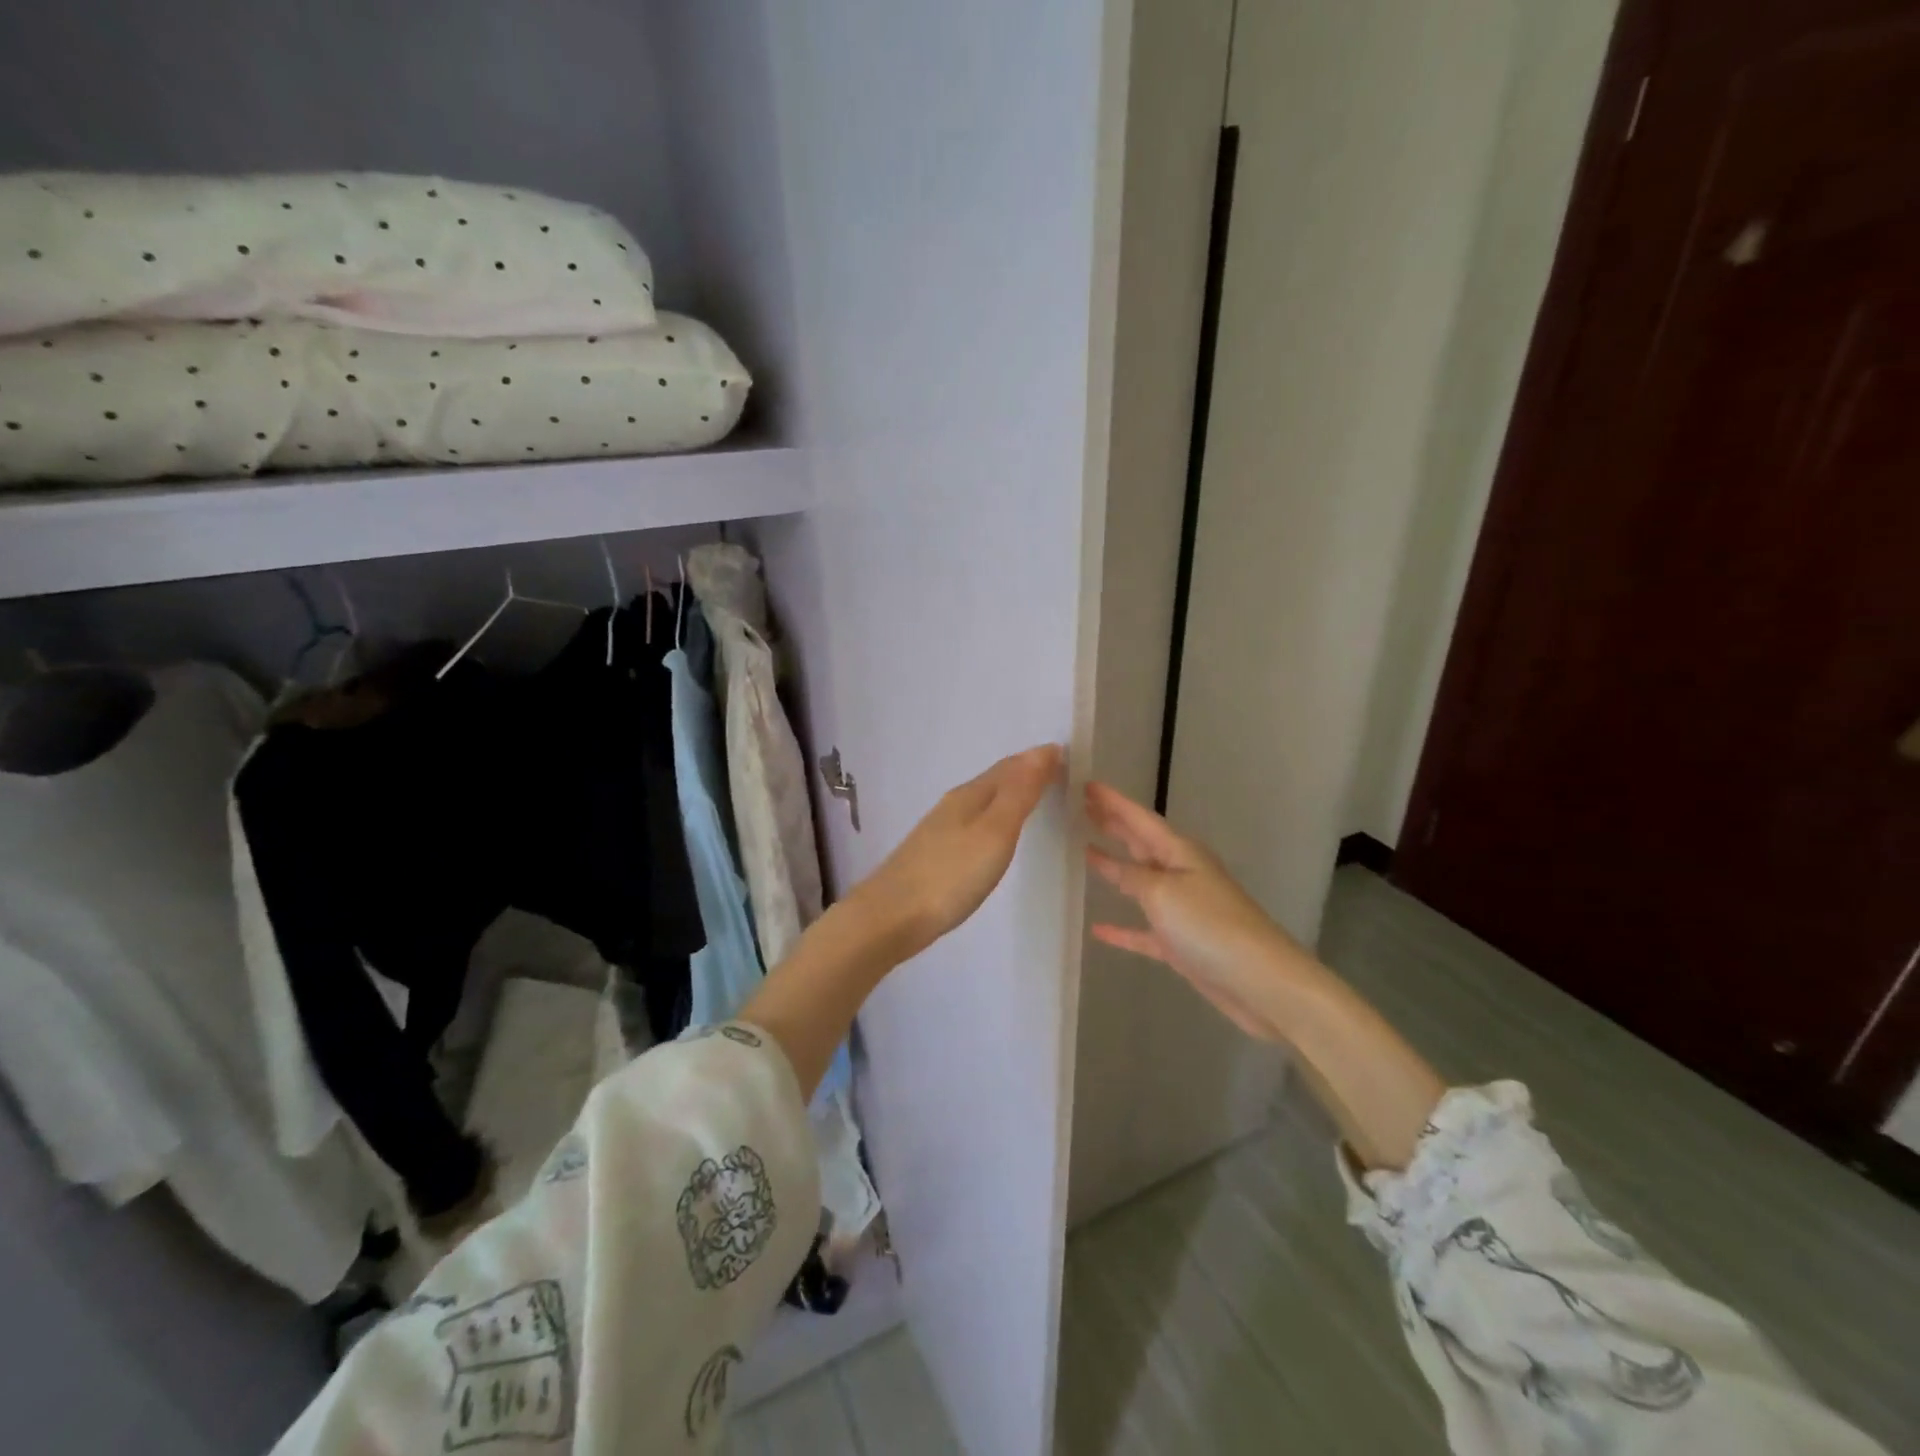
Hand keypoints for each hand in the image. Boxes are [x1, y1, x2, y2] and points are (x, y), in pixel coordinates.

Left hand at [849, 745, 1063, 960]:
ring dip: (1008, 797)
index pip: (1010, 766)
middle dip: (1024, 774)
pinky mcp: (934, 856)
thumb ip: (1018, 793)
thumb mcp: (994, 832)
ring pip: (982, 803)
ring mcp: (940, 831)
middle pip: (994, 781)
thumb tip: (1042, 750)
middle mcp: (953, 805)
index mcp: (970, 795)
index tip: (1069, 759)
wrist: (890, 918)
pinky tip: (995, 837)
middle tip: (1058, 777)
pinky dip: (993, 820)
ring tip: (1034, 801)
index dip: (1038, 760)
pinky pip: (973, 825)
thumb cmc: (950, 875)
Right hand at [1085, 780, 1317, 1040]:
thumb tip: (1109, 861)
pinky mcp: (1181, 944)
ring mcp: (1182, 909)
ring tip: (1086, 851)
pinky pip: (1143, 930)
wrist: (1259, 981)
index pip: (1139, 819)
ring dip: (1115, 867)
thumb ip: (1132, 875)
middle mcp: (1181, 874)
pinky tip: (1098, 928)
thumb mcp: (1163, 892)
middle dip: (1114, 825)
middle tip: (1083, 808)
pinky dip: (1122, 928)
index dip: (1113, 802)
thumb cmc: (1210, 925)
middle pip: (1141, 843)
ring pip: (1140, 881)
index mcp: (1180, 853)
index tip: (1086, 784)